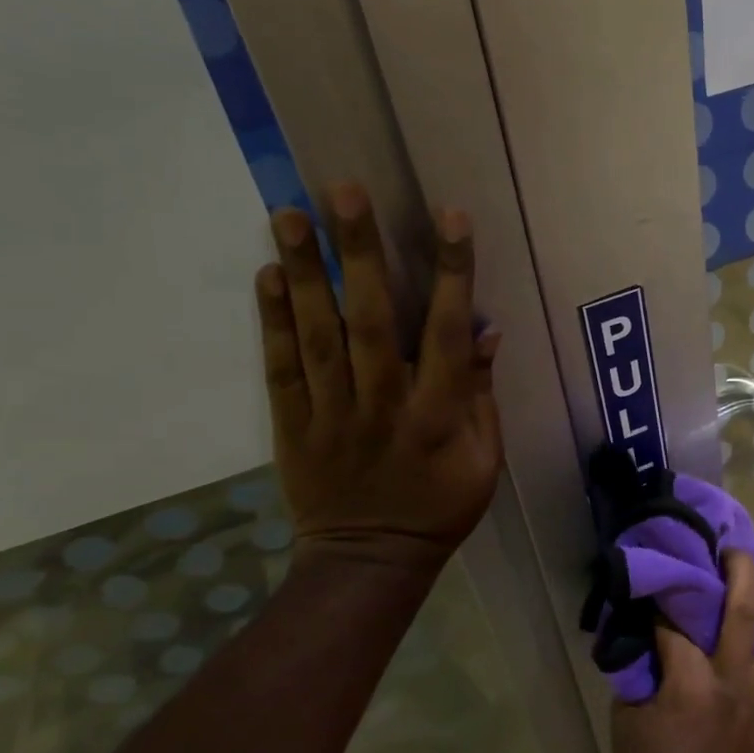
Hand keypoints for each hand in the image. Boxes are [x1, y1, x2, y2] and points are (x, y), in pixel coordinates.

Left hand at [257, 183, 502, 572]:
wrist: (370, 561)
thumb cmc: (439, 508)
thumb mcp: (482, 460)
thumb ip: (480, 396)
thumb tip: (485, 330)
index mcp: (436, 416)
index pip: (445, 333)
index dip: (451, 273)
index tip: (450, 217)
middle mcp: (382, 405)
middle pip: (369, 321)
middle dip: (359, 254)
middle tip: (344, 191)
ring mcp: (331, 414)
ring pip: (316, 336)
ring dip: (304, 273)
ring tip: (288, 214)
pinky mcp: (292, 425)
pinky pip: (280, 369)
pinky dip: (273, 322)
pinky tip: (269, 275)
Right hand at [611, 552, 753, 752]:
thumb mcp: (629, 716)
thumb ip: (642, 668)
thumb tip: (648, 634)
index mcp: (693, 680)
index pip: (678, 622)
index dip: (665, 597)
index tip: (659, 576)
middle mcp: (735, 678)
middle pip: (745, 609)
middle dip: (739, 570)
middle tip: (730, 550)